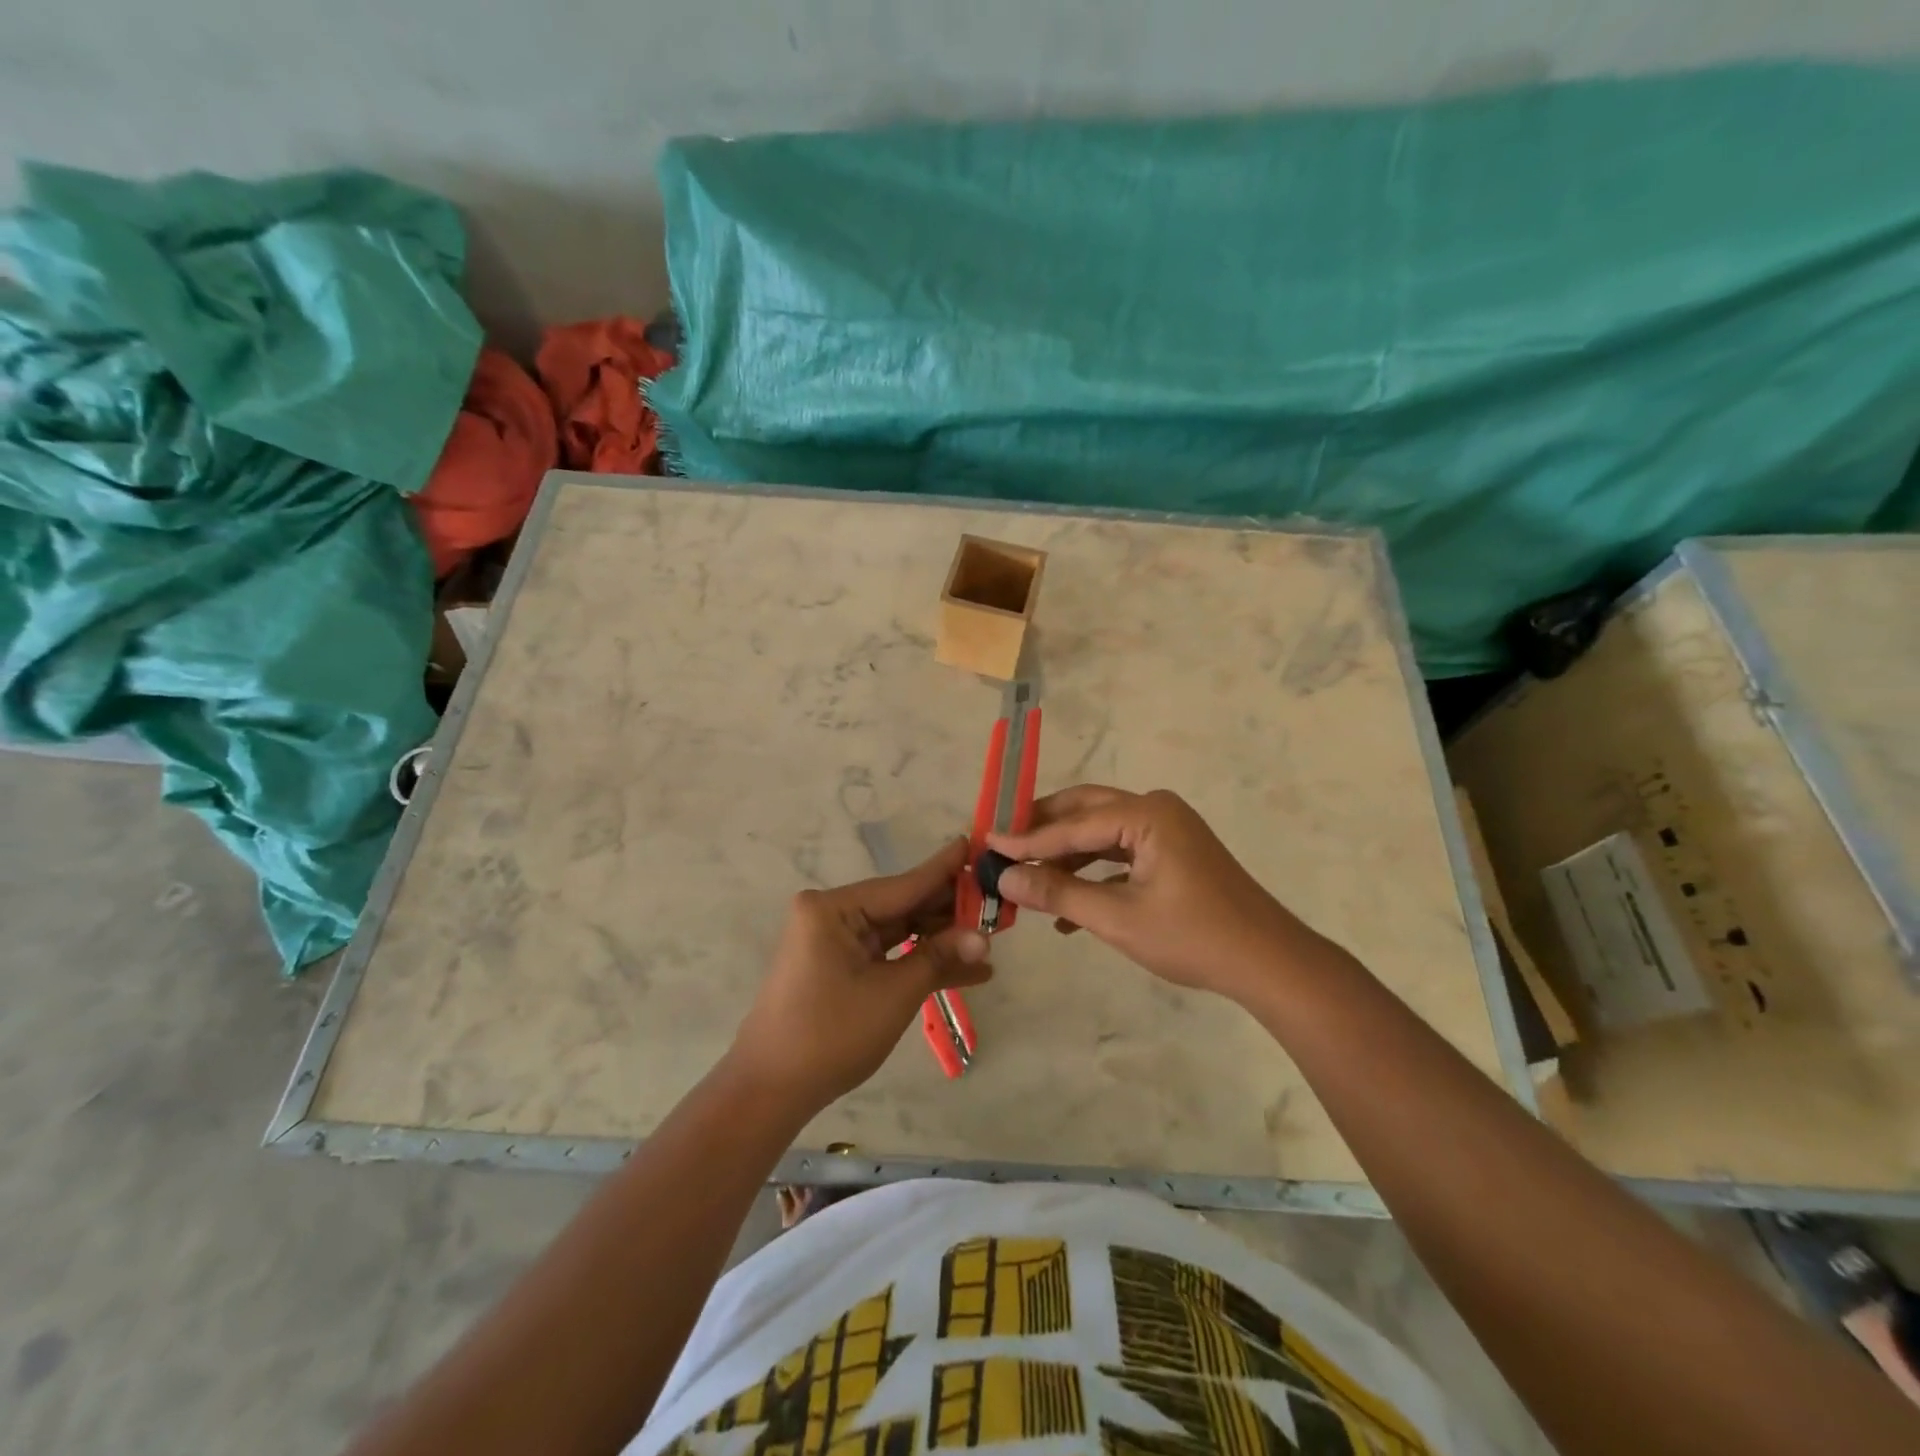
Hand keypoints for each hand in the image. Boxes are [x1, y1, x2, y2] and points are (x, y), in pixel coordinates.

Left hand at [729, 837, 992, 1108]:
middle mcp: (833, 914)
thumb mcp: (893, 993)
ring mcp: (835, 941)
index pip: (904, 885)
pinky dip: (919, 962)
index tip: (976, 844)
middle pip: (903, 906)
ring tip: (990, 940)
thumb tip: (985, 938)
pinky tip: (966, 970)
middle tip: (997, 905)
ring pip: (900, 931)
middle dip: (950, 912)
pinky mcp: (840, 966)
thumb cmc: (830, 1034)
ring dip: (940, 941)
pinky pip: (888, 954)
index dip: (945, 870)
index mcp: (834, 908)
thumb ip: (939, 958)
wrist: (771, 1090)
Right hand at [988, 785, 1317, 1003]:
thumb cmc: (1193, 937)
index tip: (985, 843)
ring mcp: (1166, 830)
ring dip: (1065, 856)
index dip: (1027, 838)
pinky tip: (1066, 906)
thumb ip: (1058, 893)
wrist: (1268, 963)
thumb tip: (1005, 877)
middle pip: (1085, 811)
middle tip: (1002, 843)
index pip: (1073, 824)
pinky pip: (1120, 853)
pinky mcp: (1171, 853)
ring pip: (1100, 834)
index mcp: (1146, 814)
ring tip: (1027, 878)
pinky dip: (1092, 873)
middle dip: (1043, 830)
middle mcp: (1155, 809)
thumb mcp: (1118, 918)